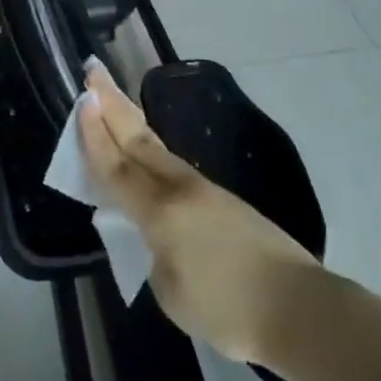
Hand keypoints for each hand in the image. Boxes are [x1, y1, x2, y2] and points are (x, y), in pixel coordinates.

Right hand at [78, 66, 318, 363]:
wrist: (298, 308)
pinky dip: (150, 151)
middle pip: (137, 139)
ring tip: (113, 101)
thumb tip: (159, 237)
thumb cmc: (229, 309)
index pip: (117, 168)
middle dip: (111, 104)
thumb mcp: (172, 292)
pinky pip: (174, 167)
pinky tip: (146, 152)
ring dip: (131, 122)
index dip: (94, 136)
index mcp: (161, 211)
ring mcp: (205, 189)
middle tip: (92, 71)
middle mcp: (180, 188)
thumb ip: (154, 254)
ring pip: (157, 148)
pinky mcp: (223, 199)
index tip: (81, 100)